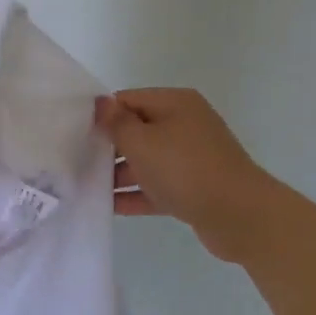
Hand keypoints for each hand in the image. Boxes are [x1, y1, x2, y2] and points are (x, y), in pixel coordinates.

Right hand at [94, 88, 288, 264]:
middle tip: (77, 161)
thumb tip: (101, 103)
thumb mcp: (142, 142)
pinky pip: (159, 185)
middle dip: (109, 146)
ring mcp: (192, 157)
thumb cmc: (185, 169)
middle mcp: (185, 124)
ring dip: (120, 173)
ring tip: (87, 187)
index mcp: (175, 103)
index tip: (76, 133)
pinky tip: (110, 207)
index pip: (129, 99)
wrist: (239, 215)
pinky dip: (137, 194)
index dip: (103, 115)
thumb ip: (116, 123)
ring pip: (148, 160)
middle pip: (138, 130)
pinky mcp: (195, 187)